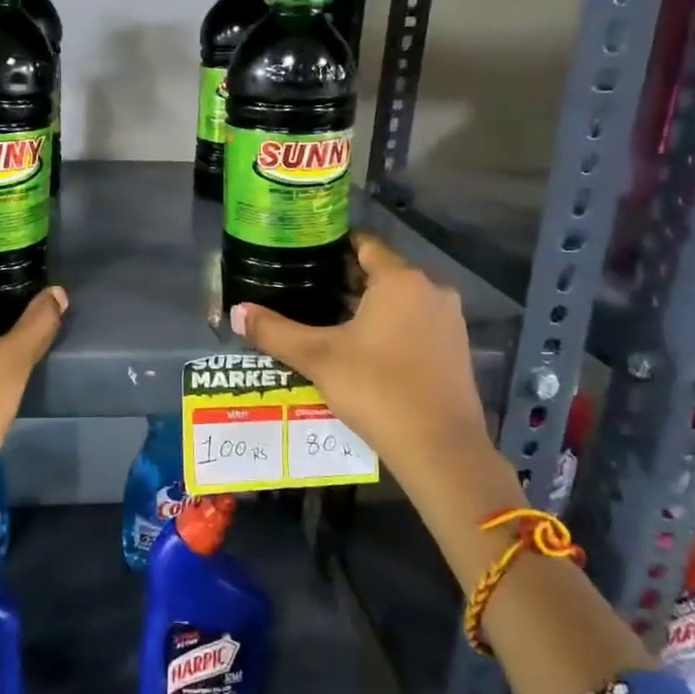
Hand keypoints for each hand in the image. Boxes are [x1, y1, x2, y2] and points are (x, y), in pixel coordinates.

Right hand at [231, 234, 513, 502]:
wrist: (440, 448)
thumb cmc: (376, 388)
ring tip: (329, 321)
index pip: (365, 244)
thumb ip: (275, 331)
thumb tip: (236, 312)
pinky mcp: (458, 349)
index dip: (334, 246)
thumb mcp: (318, 358)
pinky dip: (391, 327)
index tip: (305, 255)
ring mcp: (450, 321)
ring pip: (401, 300)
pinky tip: (364, 349)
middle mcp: (431, 290)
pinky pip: (417, 323)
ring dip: (369, 306)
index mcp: (400, 280)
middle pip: (383, 272)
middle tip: (307, 291)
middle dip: (346, 280)